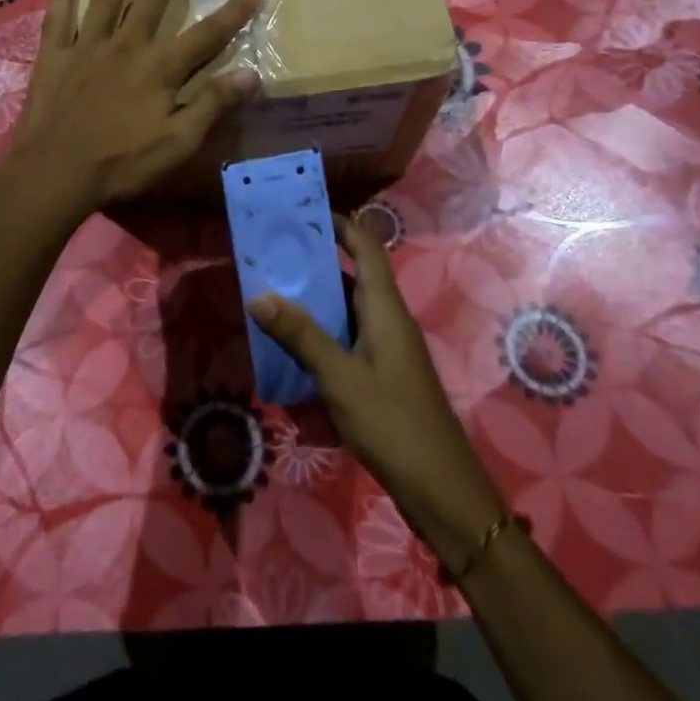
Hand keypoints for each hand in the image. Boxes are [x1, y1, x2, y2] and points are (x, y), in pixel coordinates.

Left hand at [6, 0, 261, 217]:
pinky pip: (59, 19)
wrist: (56, 172)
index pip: (206, 34)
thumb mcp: (178, 142)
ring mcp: (87, 48)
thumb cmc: (122, 163)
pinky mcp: (55, 57)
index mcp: (160, 68)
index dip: (233, 12)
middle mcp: (126, 46)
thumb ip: (213, 105)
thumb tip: (252, 74)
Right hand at [249, 217, 506, 574]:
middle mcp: (389, 319)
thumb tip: (259, 295)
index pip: (367, 247)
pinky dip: (323, 331)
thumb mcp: (340, 377)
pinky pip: (350, 336)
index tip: (304, 212)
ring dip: (316, 298)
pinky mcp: (384, 373)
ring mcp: (389, 348)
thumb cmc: (392, 423)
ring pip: (349, 308)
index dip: (341, 224)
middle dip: (316, 261)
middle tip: (274, 252)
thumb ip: (301, 335)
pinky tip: (294, 343)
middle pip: (354, 274)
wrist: (440, 488)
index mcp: (385, 308)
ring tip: (274, 291)